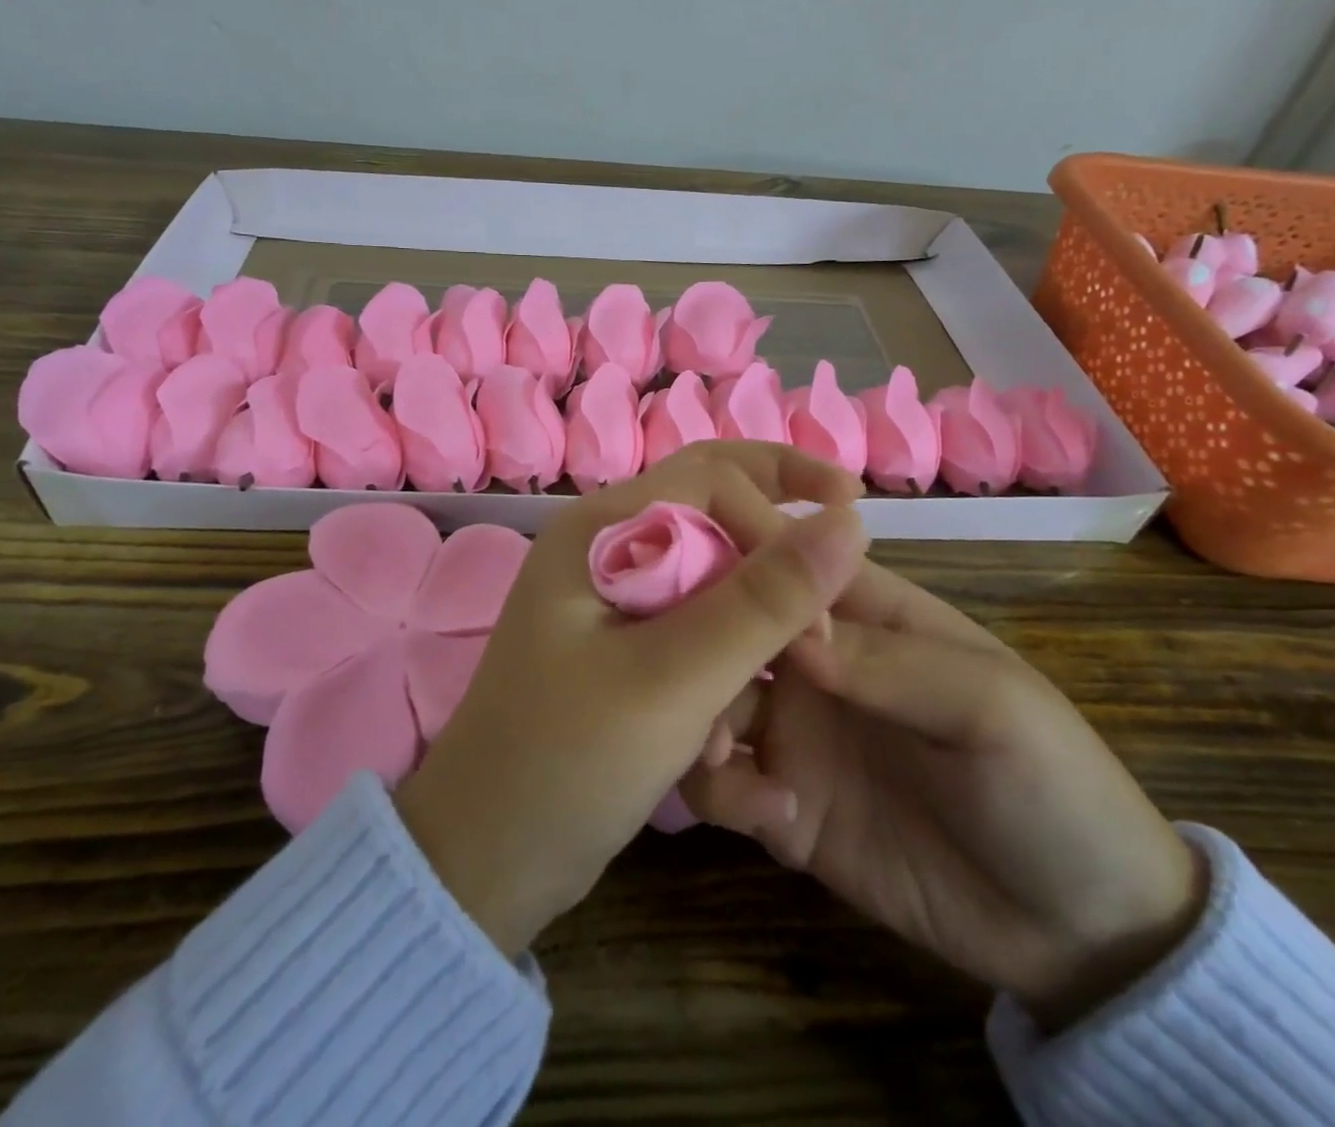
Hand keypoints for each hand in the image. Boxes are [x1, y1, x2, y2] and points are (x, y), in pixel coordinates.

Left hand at [394, 441, 868, 956]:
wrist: (485, 857)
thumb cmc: (567, 760)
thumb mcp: (676, 679)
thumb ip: (764, 601)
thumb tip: (849, 524)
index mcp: (603, 528)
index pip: (714, 477)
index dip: (781, 522)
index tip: (826, 602)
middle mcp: (607, 547)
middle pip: (716, 512)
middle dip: (777, 548)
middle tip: (835, 590)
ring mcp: (613, 599)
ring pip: (714, 577)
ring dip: (752, 626)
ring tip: (774, 688)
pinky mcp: (623, 648)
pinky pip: (696, 629)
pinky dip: (725, 667)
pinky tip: (726, 738)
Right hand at [680, 561, 1205, 1027]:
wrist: (1082, 933)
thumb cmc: (1051, 783)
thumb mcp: (989, 706)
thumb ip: (888, 661)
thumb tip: (787, 626)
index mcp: (861, 614)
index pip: (781, 560)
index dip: (731, 556)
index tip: (677, 570)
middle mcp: (812, 663)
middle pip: (729, 626)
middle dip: (697, 640)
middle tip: (681, 672)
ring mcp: (794, 734)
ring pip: (710, 698)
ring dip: (697, 713)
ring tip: (717, 750)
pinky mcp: (784, 806)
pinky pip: (723, 783)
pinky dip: (723, 789)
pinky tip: (772, 817)